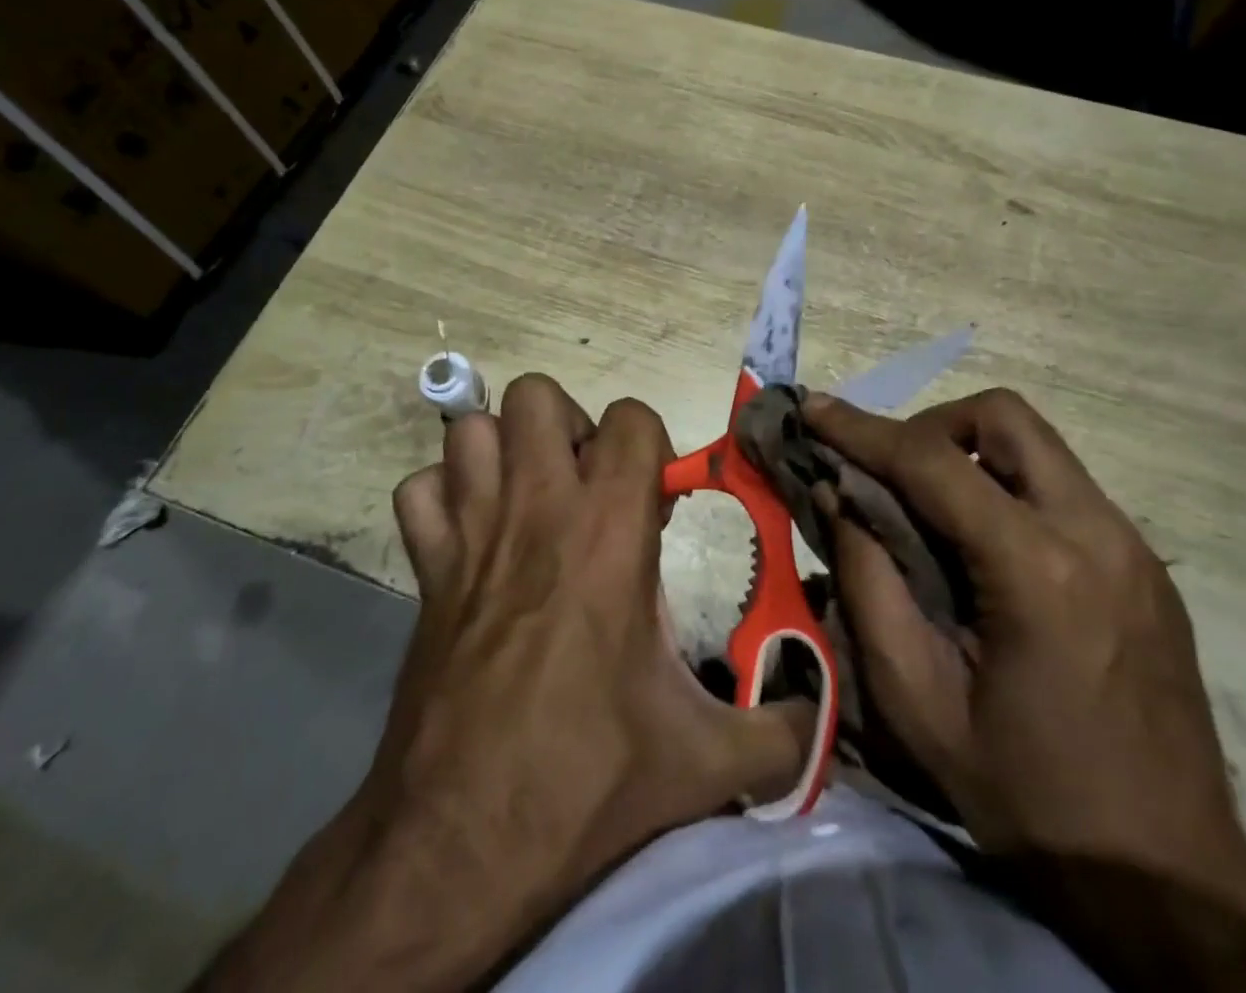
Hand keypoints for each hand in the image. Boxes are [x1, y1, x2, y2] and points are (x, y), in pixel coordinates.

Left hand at [204, 375, 810, 992]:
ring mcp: (470, 533)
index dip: (651, 446)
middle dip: (569, 427)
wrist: (456, 850)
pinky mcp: (424, 571)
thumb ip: (783, 733)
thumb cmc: (586, 780)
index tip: (655, 503)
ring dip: (504, 451)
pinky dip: (443, 498)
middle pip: (537, 395)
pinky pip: (420, 493)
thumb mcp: (704, 761)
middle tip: (589, 488)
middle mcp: (537, 509)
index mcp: (609, 530)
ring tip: (532, 502)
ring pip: (472, 430)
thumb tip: (825, 719)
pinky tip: (472, 540)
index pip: (631, 417)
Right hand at [804, 388, 1245, 991]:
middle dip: (932, 425)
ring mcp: (1132, 544)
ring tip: (929, 507)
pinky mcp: (1146, 564)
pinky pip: (1062, 488)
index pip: (934, 463)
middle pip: (1004, 417)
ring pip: (1038, 445)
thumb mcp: (919, 705)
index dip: (862, 430)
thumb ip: (869, 587)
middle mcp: (1096, 533)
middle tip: (890, 472)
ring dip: (971, 453)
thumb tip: (839, 499)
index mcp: (1038, 571)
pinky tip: (984, 548)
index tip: (814, 409)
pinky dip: (1007, 488)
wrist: (1172, 878)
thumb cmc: (1030, 799)